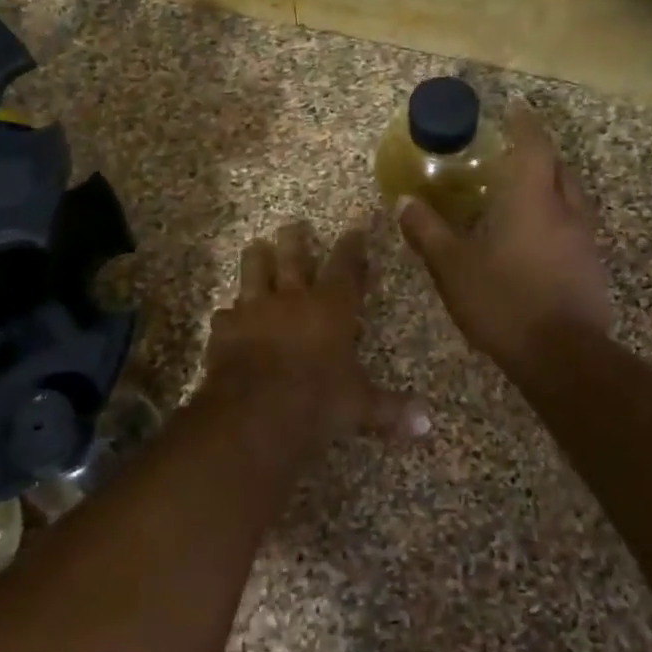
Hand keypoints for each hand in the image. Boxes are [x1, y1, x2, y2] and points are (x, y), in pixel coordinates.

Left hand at [199, 220, 430, 444]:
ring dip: (257, 258)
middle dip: (295, 239)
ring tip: (256, 247)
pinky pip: (227, 313)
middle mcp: (292, 299)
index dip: (352, 247)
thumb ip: (390, 409)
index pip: (345, 267)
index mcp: (331, 307)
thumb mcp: (359, 406)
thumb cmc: (317, 401)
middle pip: (293, 257)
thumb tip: (427, 426)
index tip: (355, 229)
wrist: (255, 412)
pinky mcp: (224, 329)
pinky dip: (230, 313)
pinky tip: (229, 316)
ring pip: (254, 272)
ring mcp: (253, 310)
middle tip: (293, 225)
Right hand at [397, 104, 612, 368]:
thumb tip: (404, 202)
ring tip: (521, 198)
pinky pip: (574, 230)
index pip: (535, 146)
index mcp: (533, 200)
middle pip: (559, 169)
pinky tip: (533, 243)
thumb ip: (428, 231)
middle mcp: (566, 211)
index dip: (524, 125)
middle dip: (540, 156)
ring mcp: (585, 241)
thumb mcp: (452, 266)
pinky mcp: (591, 269)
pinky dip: (555, 222)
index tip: (514, 111)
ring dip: (550, 190)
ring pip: (571, 200)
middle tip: (512, 157)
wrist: (561, 355)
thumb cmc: (504, 300)